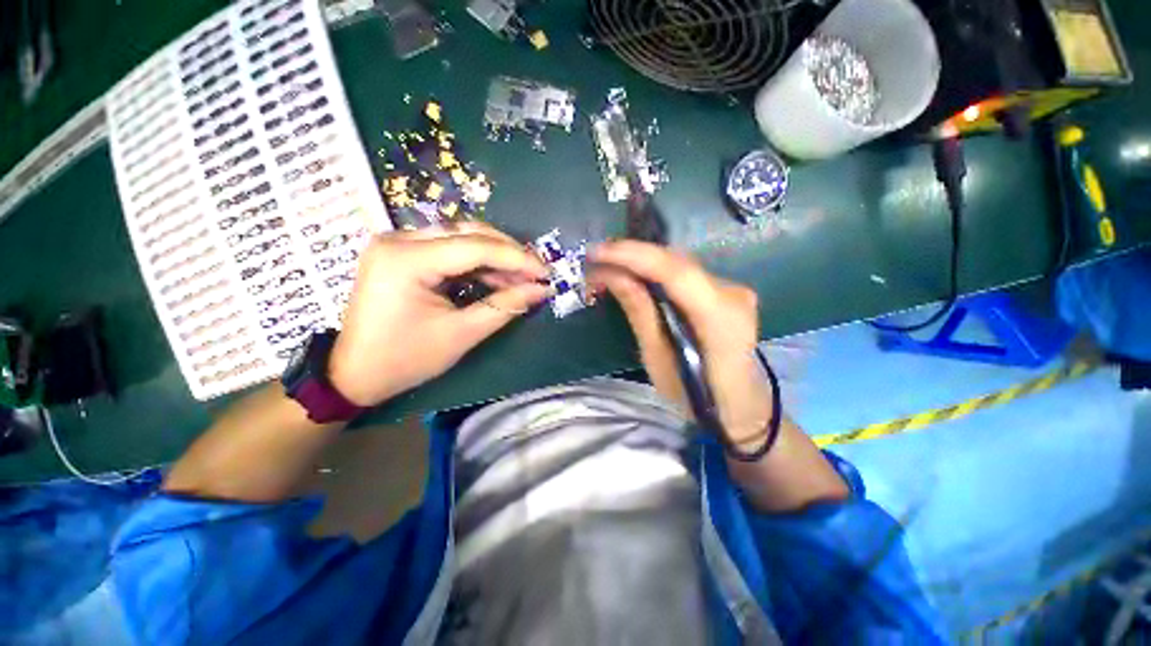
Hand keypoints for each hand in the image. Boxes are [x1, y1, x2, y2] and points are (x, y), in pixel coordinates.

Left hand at [329, 223, 548, 406]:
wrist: (354, 373)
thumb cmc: (405, 359)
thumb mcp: (461, 335)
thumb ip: (504, 306)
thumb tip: (541, 290)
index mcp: (406, 259)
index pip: (476, 247)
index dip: (518, 259)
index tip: (546, 273)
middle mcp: (399, 239)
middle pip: (469, 233)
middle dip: (509, 253)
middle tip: (536, 274)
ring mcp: (398, 243)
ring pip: (462, 237)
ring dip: (496, 257)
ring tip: (522, 279)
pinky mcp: (403, 253)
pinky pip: (450, 249)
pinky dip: (477, 263)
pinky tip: (497, 278)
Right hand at [589, 241, 772, 450]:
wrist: (741, 404)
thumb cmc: (696, 394)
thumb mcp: (658, 359)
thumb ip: (639, 312)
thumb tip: (611, 275)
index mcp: (720, 319)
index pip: (676, 272)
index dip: (634, 255)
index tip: (597, 252)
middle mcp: (733, 294)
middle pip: (676, 262)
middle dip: (631, 256)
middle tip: (595, 260)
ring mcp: (733, 289)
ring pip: (679, 264)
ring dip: (641, 262)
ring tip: (607, 267)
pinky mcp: (726, 291)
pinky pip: (684, 273)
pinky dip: (655, 271)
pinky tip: (634, 276)